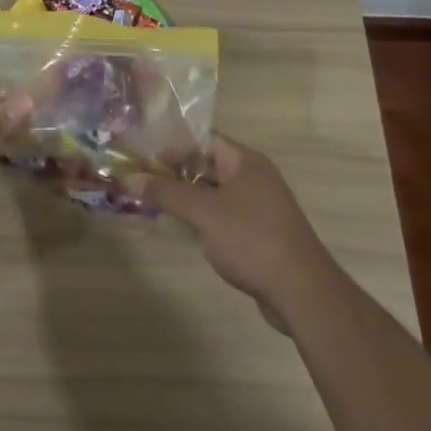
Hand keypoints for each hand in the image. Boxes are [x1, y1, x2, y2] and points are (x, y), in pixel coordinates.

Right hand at [124, 135, 339, 329]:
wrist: (302, 291)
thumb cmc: (250, 239)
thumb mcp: (202, 213)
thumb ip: (165, 193)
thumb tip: (128, 177)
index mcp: (245, 161)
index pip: (204, 140)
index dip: (173, 145)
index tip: (145, 157)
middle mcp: (256, 176)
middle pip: (209, 165)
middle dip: (178, 173)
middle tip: (145, 180)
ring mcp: (262, 205)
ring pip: (218, 192)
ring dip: (191, 197)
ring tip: (158, 204)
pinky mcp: (263, 232)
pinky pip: (228, 215)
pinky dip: (207, 218)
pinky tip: (189, 231)